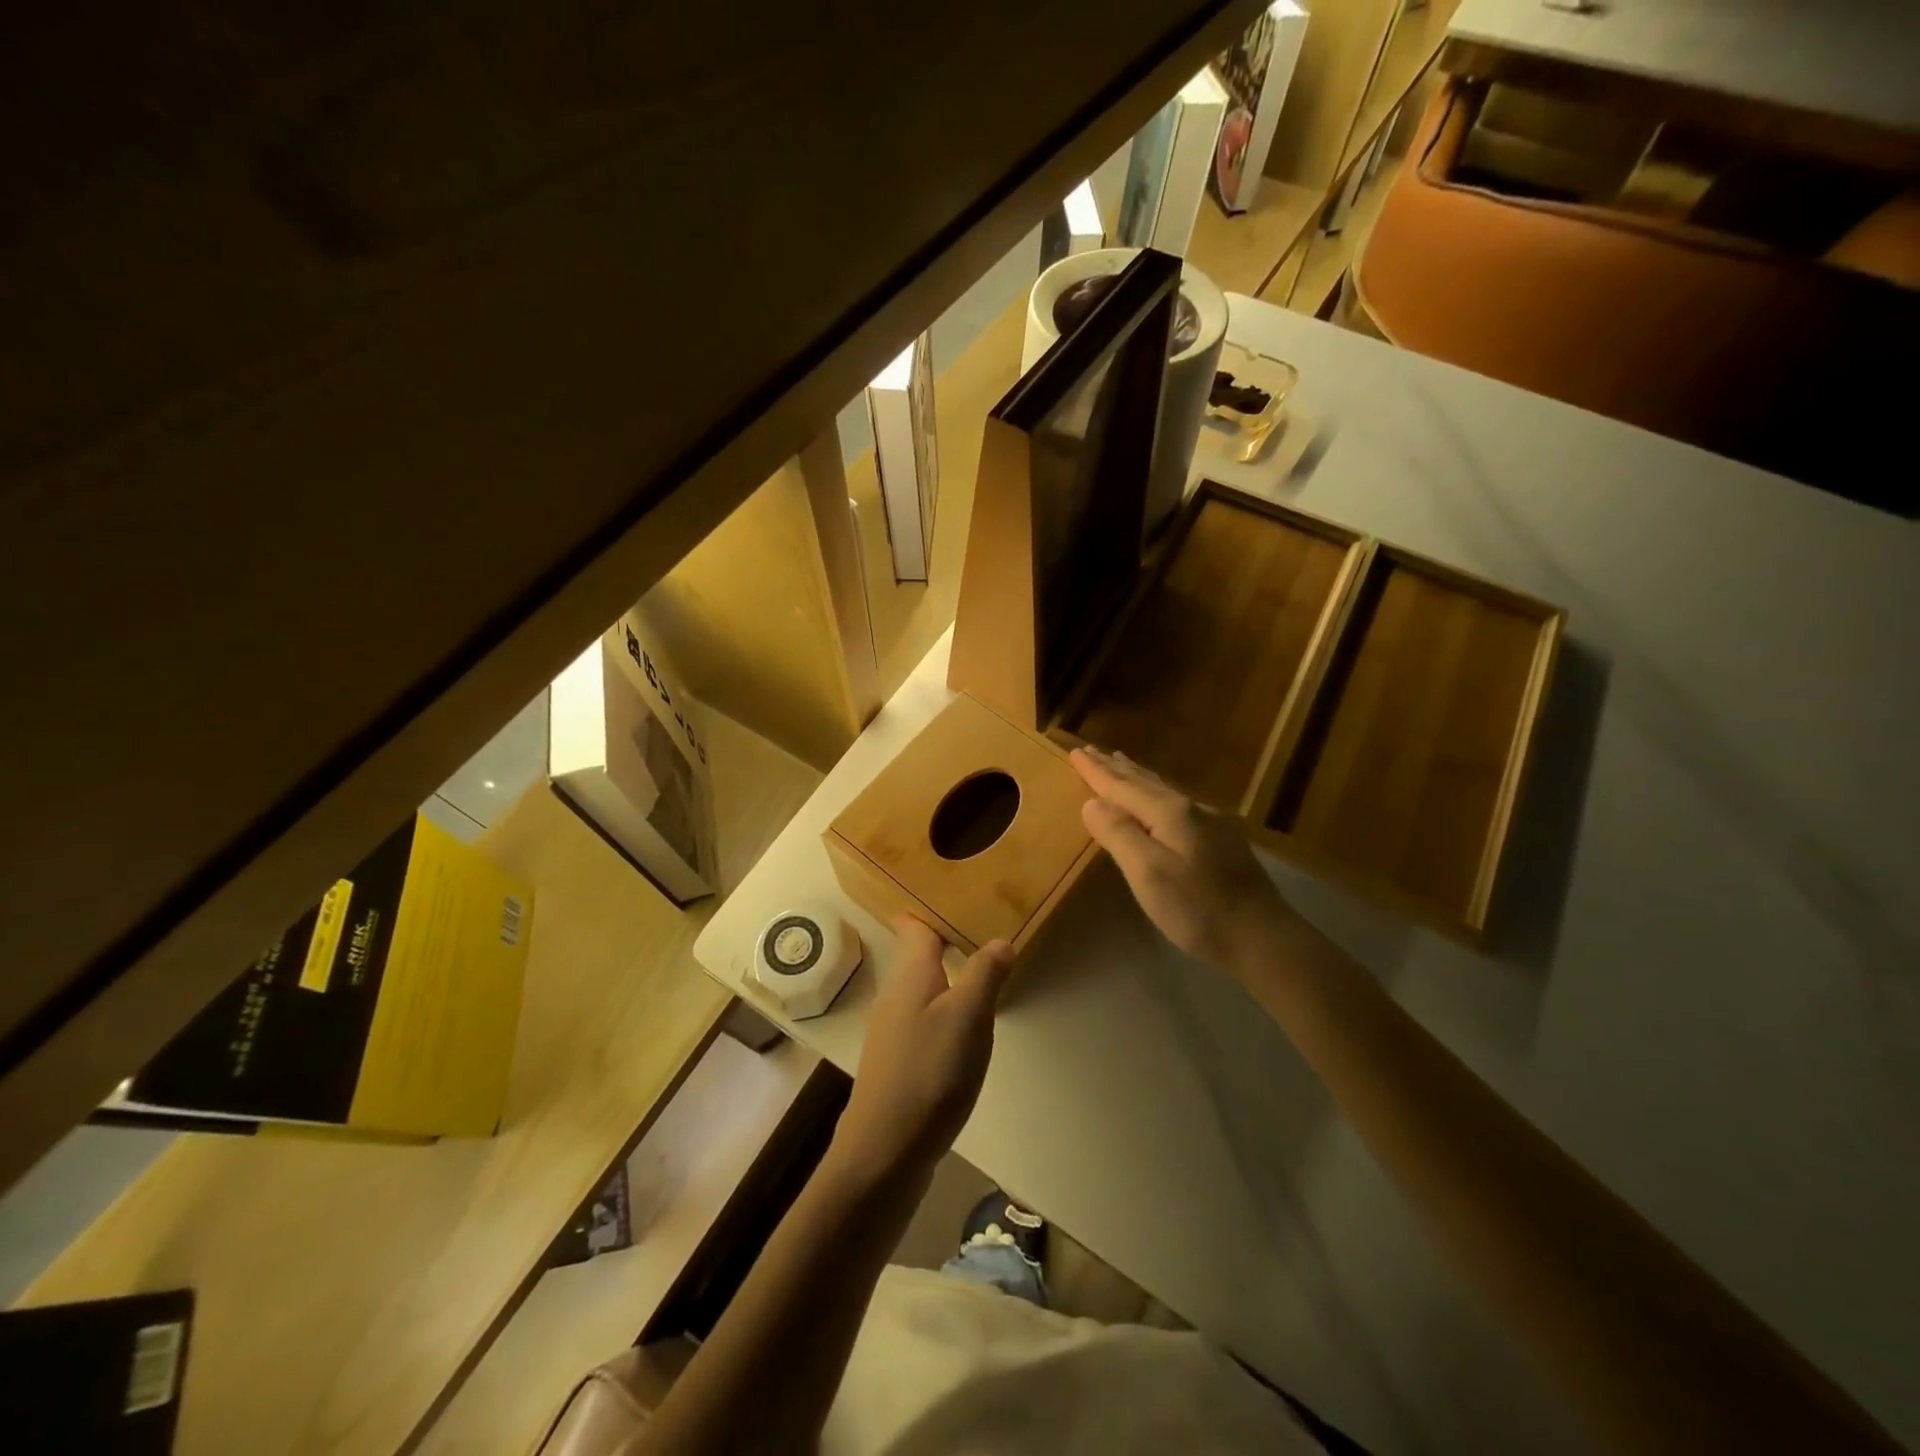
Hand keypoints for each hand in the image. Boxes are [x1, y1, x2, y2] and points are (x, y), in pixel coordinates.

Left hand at [831, 917, 1012, 1185]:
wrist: (884, 1151)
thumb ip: (984, 974)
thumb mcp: (968, 1016)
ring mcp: (891, 1035)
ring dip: (942, 981)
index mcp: (911, 977)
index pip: (914, 931)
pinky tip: (959, 1032)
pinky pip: (921, 1024)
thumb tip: (1000, 940)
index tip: (937, 896)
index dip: (921, 914)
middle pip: (915, 961)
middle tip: (971, 931)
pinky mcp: (896, 1067)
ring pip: (919, 994)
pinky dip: (940, 1014)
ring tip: (973, 976)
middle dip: (937, 945)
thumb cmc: (930, 1071)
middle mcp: (895, 998)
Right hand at [1070, 746, 1293, 970]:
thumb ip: (1118, 834)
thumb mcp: (1148, 873)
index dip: (1096, 771)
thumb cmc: (1198, 908)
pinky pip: (1177, 804)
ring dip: (1137, 777)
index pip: (1121, 786)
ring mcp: (1211, 823)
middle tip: (1092, 750)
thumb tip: (1092, 802)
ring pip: (1163, 791)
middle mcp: (1190, 809)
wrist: (1263, 936)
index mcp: (1168, 813)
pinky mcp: (1223, 841)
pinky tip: (1162, 800)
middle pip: (1144, 782)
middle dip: (1115, 767)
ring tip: (1122, 763)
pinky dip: (1156, 794)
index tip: (1075, 751)